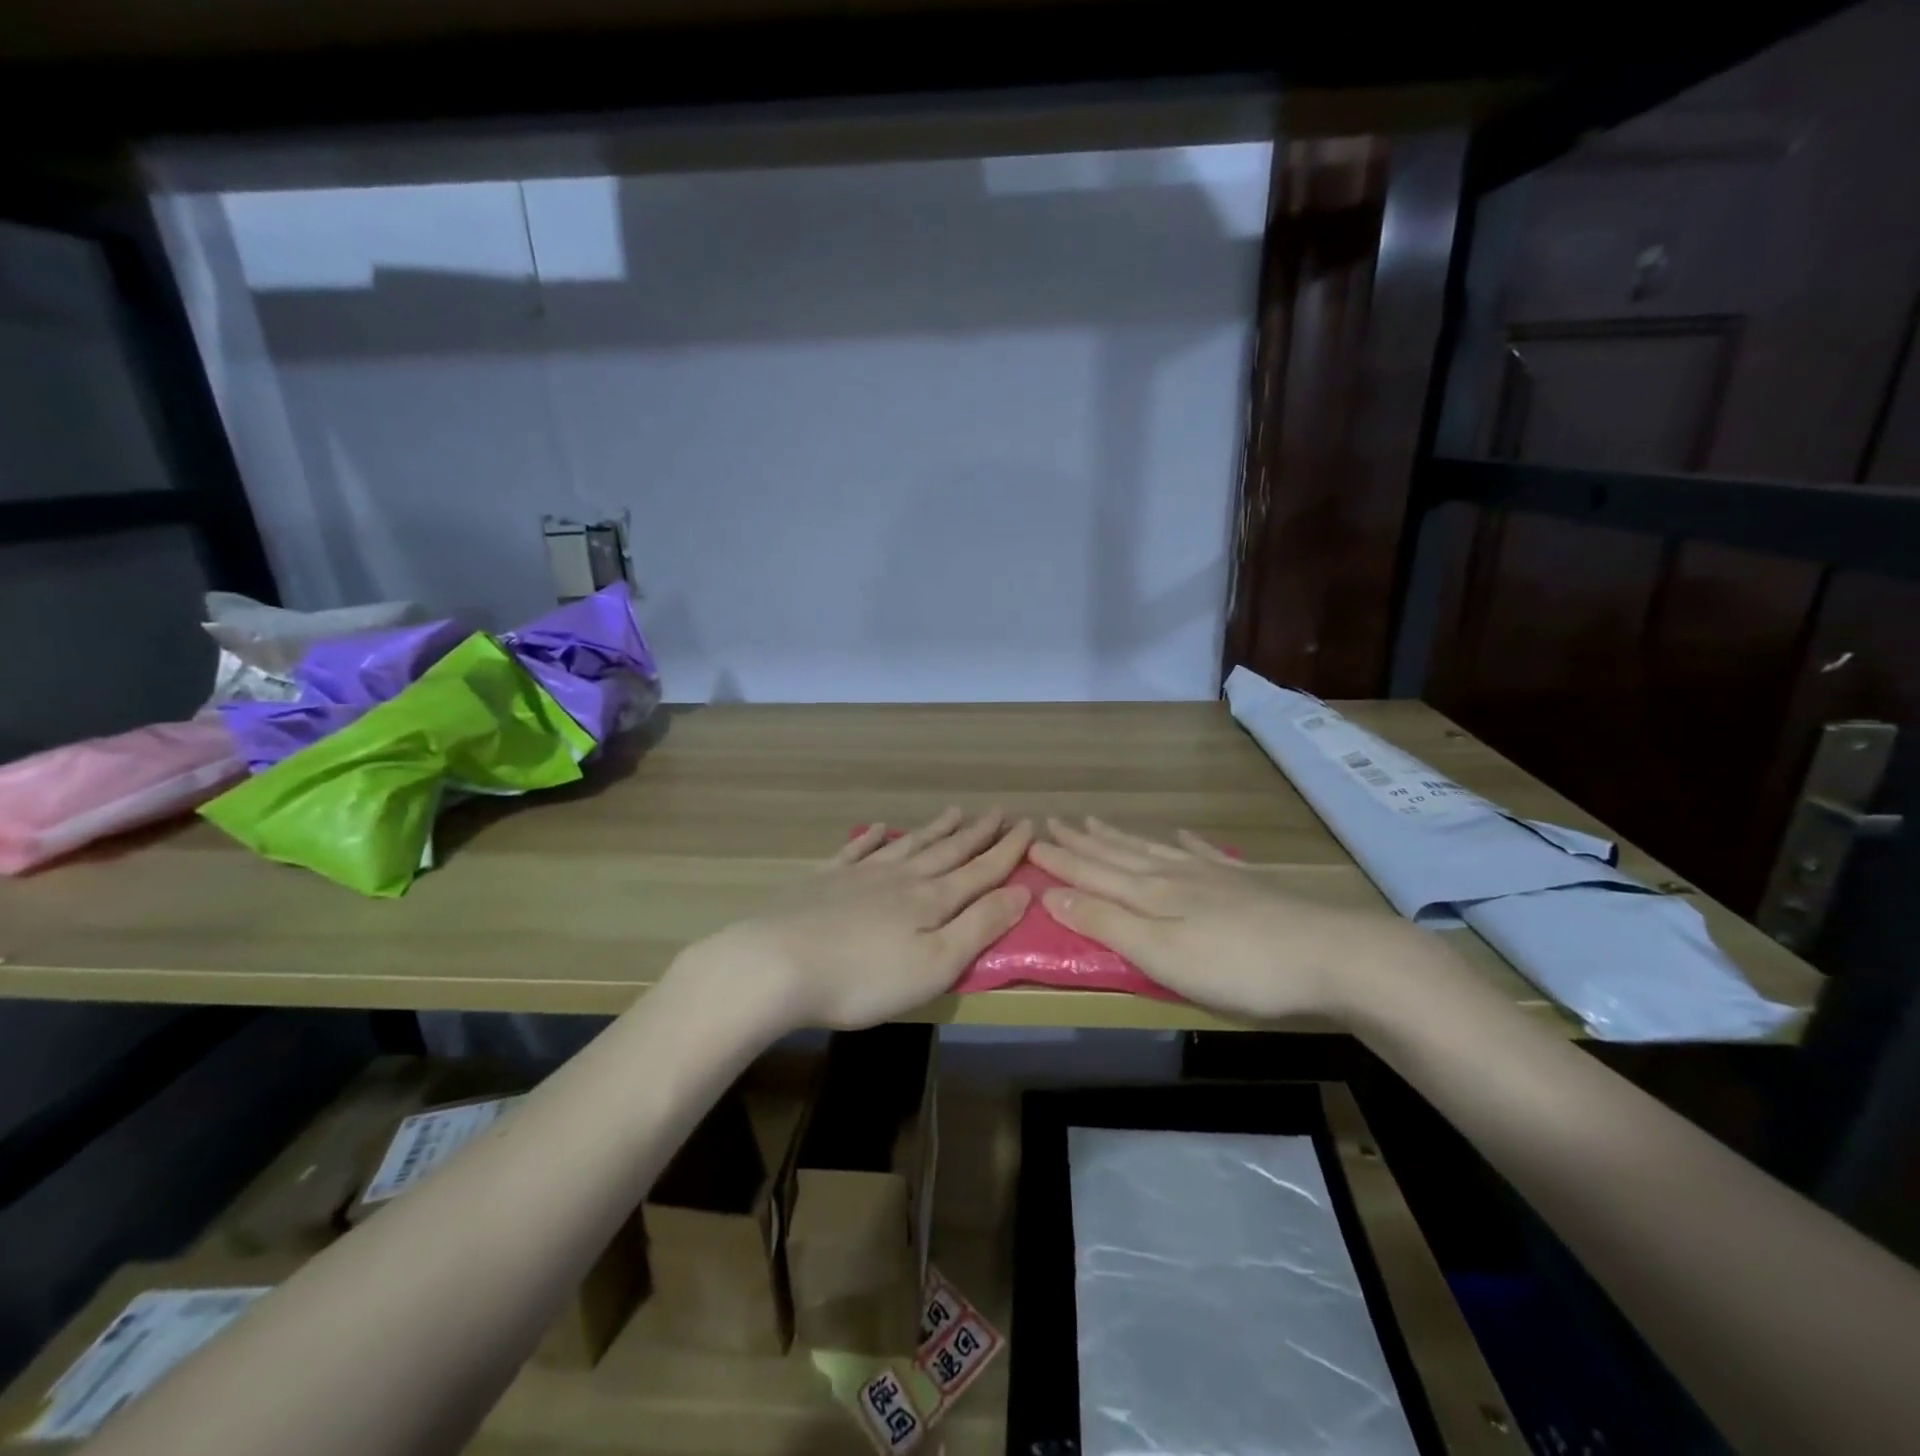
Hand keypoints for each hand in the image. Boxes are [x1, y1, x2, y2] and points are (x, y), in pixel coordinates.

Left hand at [688, 808, 1033, 1029]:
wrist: (778, 964)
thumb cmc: (865, 977)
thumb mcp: (936, 964)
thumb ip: (980, 926)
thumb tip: (1022, 892)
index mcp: (931, 901)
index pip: (980, 871)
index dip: (1007, 850)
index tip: (1028, 825)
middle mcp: (901, 878)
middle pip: (947, 851)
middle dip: (977, 833)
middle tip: (998, 811)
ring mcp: (861, 875)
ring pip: (908, 845)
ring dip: (934, 829)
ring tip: (955, 811)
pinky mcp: (824, 880)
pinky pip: (857, 850)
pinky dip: (873, 837)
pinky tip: (880, 827)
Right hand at [1029, 817, 1420, 1021]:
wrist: (1330, 955)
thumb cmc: (1238, 966)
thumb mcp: (1162, 955)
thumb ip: (1107, 924)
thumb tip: (1052, 893)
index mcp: (1150, 895)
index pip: (1092, 872)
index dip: (1059, 860)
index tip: (1029, 841)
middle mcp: (1174, 876)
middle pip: (1118, 854)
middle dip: (1082, 841)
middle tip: (1054, 821)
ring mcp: (1212, 875)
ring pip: (1153, 849)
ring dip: (1121, 837)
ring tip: (1097, 821)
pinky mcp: (1245, 883)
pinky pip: (1203, 853)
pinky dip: (1185, 842)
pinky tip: (1181, 834)